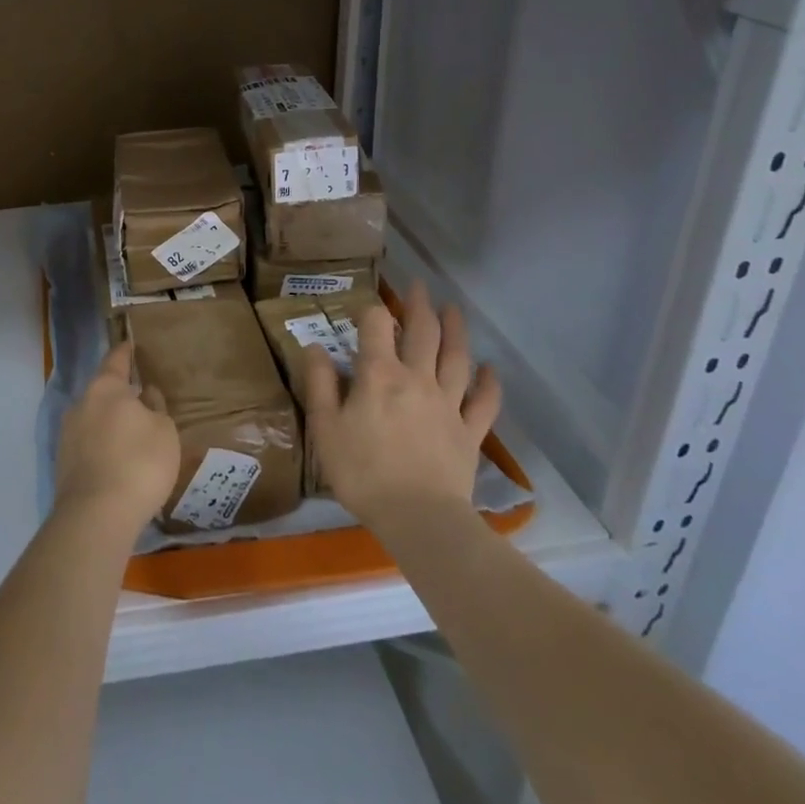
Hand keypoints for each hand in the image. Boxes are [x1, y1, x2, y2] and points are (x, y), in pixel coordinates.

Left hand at [56, 343, 180, 541]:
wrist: (96, 516)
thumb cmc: (139, 463)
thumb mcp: (164, 431)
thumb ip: (156, 408)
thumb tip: (145, 395)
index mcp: (105, 388)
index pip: (115, 360)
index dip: (125, 352)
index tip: (130, 344)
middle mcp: (80, 403)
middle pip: (102, 391)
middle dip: (119, 395)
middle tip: (140, 400)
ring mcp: (67, 434)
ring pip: (93, 419)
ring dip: (109, 423)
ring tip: (131, 436)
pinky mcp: (63, 463)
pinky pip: (87, 445)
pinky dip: (102, 447)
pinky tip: (117, 462)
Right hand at [301, 284, 501, 535]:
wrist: (418, 517)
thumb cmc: (362, 472)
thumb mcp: (325, 428)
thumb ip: (320, 384)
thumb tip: (314, 347)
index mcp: (379, 375)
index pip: (376, 327)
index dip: (371, 312)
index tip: (367, 308)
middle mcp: (416, 378)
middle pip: (422, 333)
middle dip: (419, 306)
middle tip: (419, 286)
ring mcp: (448, 404)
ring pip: (456, 358)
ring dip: (456, 330)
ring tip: (454, 309)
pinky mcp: (469, 432)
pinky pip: (483, 402)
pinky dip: (489, 383)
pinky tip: (490, 369)